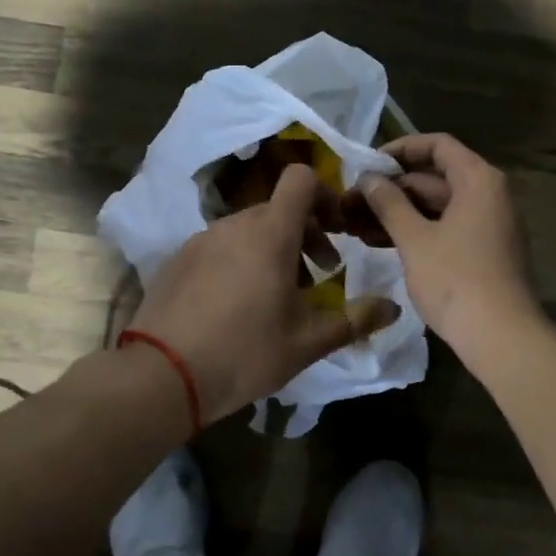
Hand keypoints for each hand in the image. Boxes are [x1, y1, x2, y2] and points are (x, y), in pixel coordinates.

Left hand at [128, 163, 400, 422]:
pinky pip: (221, 244)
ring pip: (250, 228)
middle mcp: (235, 224)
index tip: (338, 228)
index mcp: (271, 233)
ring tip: (280, 294)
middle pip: (279, 208)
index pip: (301, 179)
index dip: (325, 194)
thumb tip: (392, 307)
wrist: (162, 376)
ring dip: (274, 248)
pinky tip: (238, 304)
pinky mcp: (178, 258)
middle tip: (319, 274)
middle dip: (306, 232)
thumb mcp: (308, 342)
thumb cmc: (245, 353)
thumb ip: (355, 319)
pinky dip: (241, 258)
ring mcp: (202, 239)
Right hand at [360, 133, 541, 356]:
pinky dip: (416, 232)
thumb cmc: (455, 279)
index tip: (367, 164)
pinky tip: (380, 243)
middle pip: (436, 177)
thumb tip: (368, 179)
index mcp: (478, 180)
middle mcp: (489, 195)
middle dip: (392, 188)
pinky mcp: (484, 252)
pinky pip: (446, 229)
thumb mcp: (414, 239)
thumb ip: (388, 203)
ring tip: (355, 223)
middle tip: (352, 200)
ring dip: (398, 212)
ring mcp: (489, 225)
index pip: (438, 145)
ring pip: (437, 206)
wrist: (501, 337)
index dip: (400, 149)